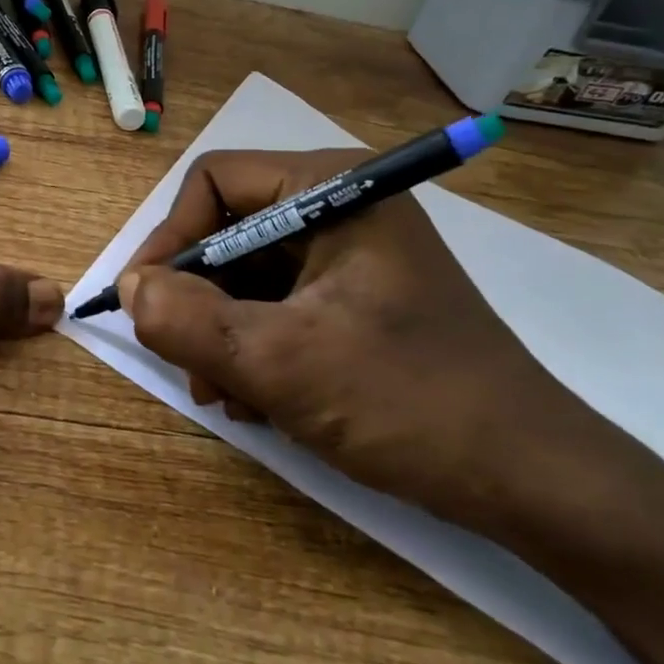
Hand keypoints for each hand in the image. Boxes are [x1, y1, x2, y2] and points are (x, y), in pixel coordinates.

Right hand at [119, 149, 619, 532]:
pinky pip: (278, 306)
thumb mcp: (279, 362)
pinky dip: (254, 348)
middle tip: (185, 365)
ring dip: (221, 333)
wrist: (533, 482)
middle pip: (229, 233)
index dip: (169, 239)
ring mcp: (352, 256)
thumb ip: (186, 321)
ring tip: (226, 396)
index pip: (213, 182)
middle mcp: (341, 208)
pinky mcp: (357, 300)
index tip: (143, 303)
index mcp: (332, 190)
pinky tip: (259, 401)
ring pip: (248, 276)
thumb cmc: (408, 403)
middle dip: (198, 300)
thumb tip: (129, 289)